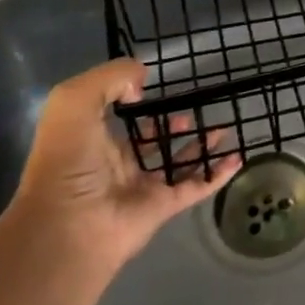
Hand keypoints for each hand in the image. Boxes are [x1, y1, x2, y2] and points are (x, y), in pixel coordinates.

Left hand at [9, 59, 238, 280]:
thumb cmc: (68, 161)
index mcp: (93, 143)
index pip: (120, 121)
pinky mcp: (163, 207)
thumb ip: (109, 78)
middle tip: (193, 113)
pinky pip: (196, 187)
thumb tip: (141, 84)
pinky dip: (217, 174)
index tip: (155, 90)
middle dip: (172, 127)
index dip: (136, 104)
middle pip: (152, 143)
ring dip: (200, 148)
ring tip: (223, 129)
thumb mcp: (74, 101)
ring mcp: (142, 189)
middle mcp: (117, 167)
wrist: (69, 225)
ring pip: (178, 164)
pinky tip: (236, 158)